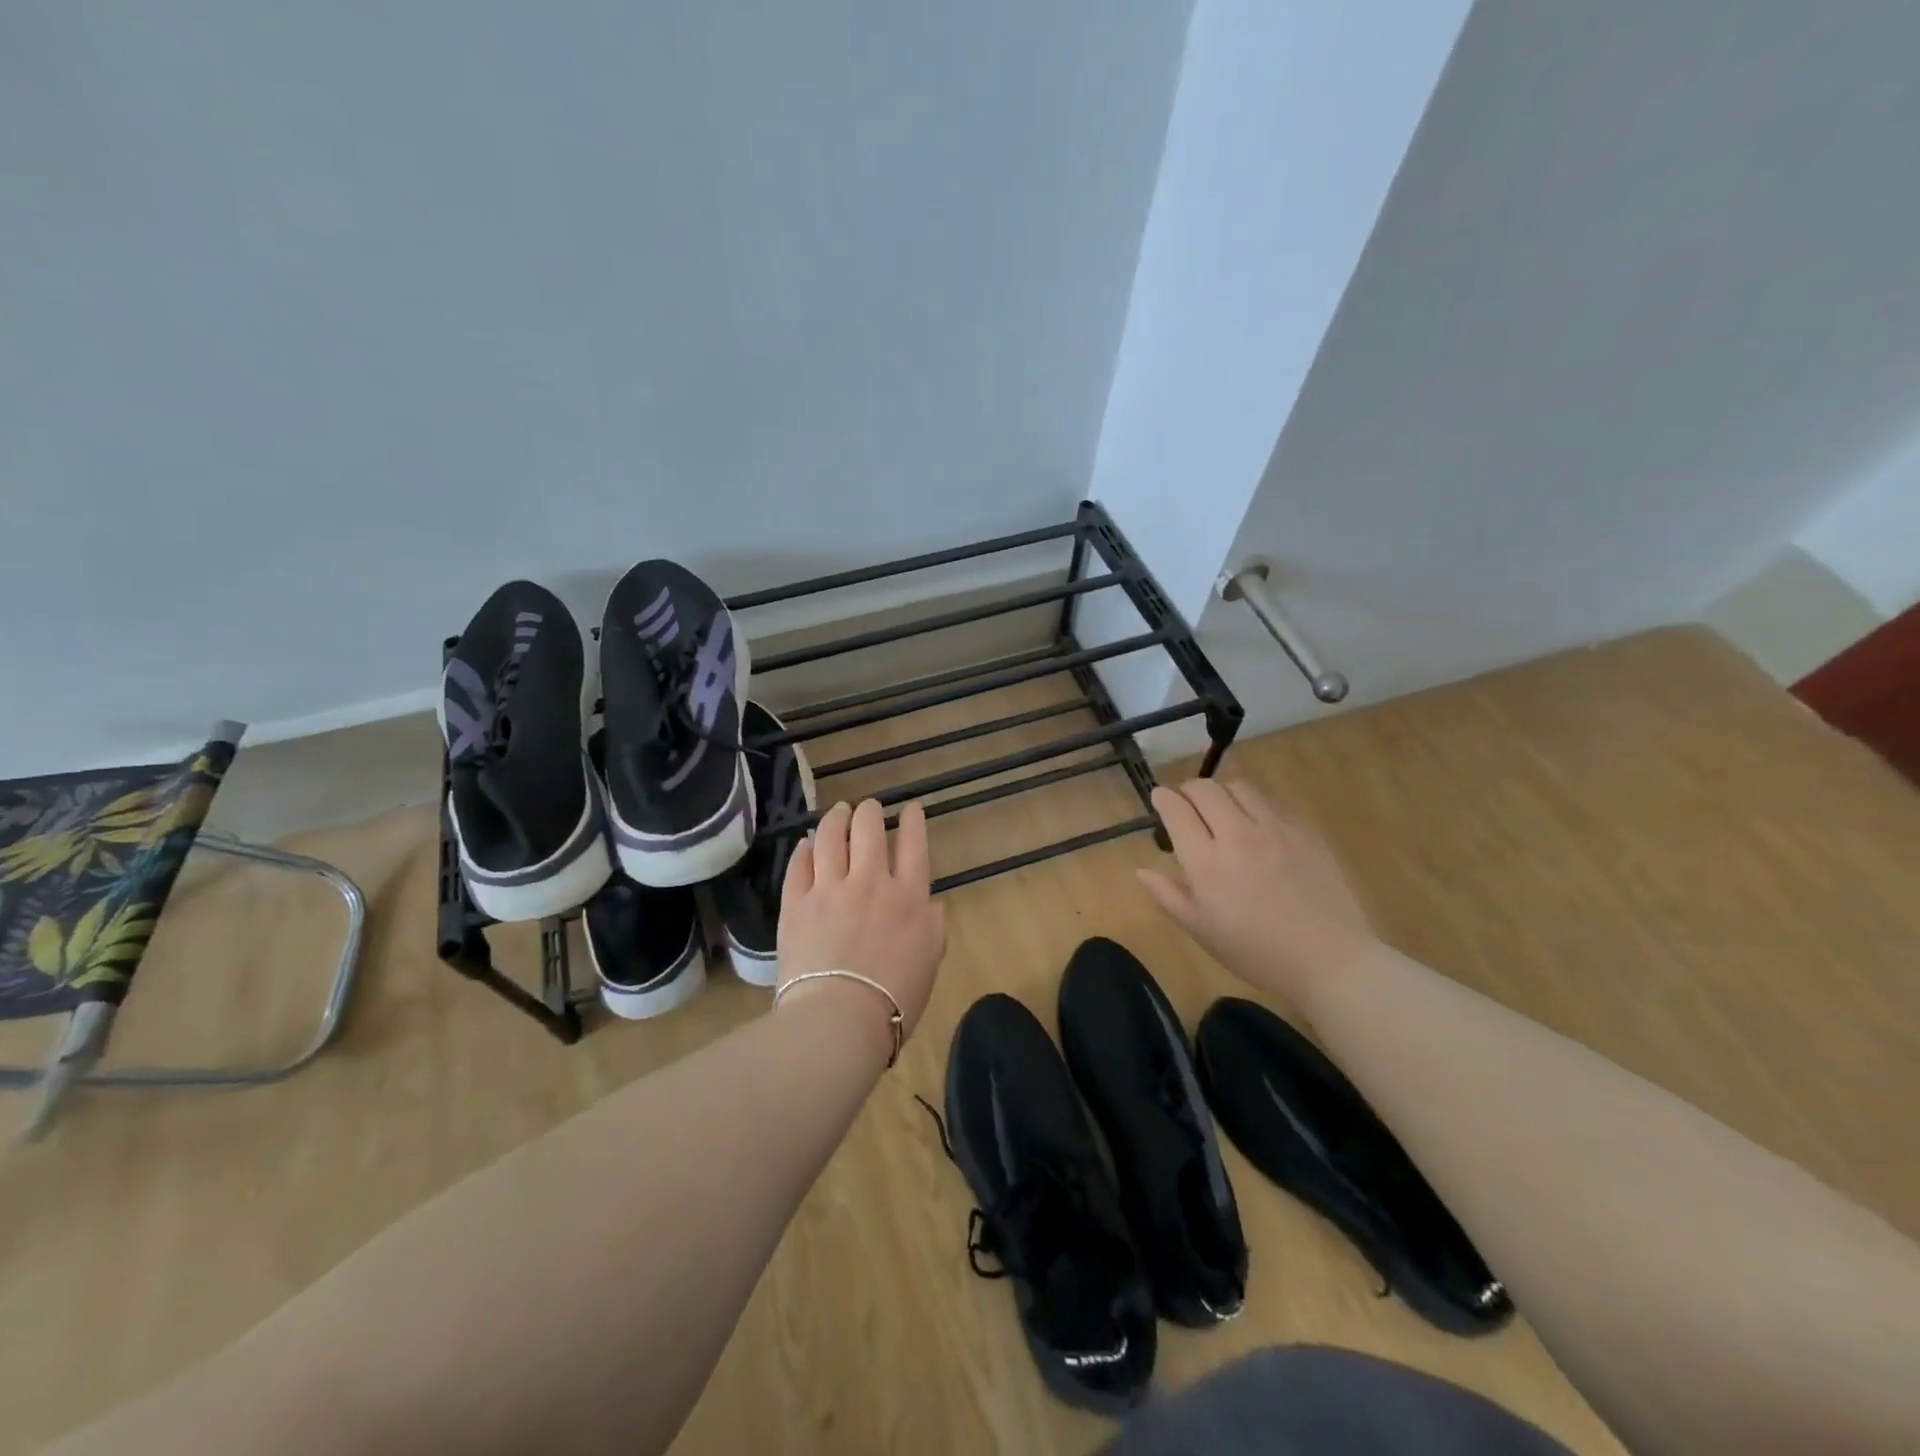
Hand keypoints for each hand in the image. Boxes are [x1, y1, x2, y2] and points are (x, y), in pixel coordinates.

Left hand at [777, 799, 947, 1061]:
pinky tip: (806, 843)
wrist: (839, 1020)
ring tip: (839, 811)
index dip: (913, 821)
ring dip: (836, 818)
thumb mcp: (930, 963)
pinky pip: (798, 865)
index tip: (911, 807)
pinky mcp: (796, 904)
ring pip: (830, 837)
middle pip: (869, 830)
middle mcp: (870, 882)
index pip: (913, 845)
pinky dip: (804, 849)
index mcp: (908, 898)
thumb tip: (930, 904)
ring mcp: (829, 889)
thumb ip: (933, 927)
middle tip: (869, 808)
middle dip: (870, 812)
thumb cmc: (894, 1000)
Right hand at [1138, 779, 1375, 1007]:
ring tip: (1223, 813)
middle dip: (1188, 791)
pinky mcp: (1303, 830)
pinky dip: (1253, 804)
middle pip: (1205, 789)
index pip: (1176, 809)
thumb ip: (1167, 895)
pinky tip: (1257, 827)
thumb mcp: (1201, 930)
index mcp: (1206, 862)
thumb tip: (1142, 870)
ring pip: (1238, 787)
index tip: (1160, 799)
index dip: (1163, 798)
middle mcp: (1237, 835)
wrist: (1328, 959)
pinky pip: (1270, 801)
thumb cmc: (1255, 951)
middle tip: (1188, 807)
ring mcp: (1274, 829)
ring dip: (1222, 794)